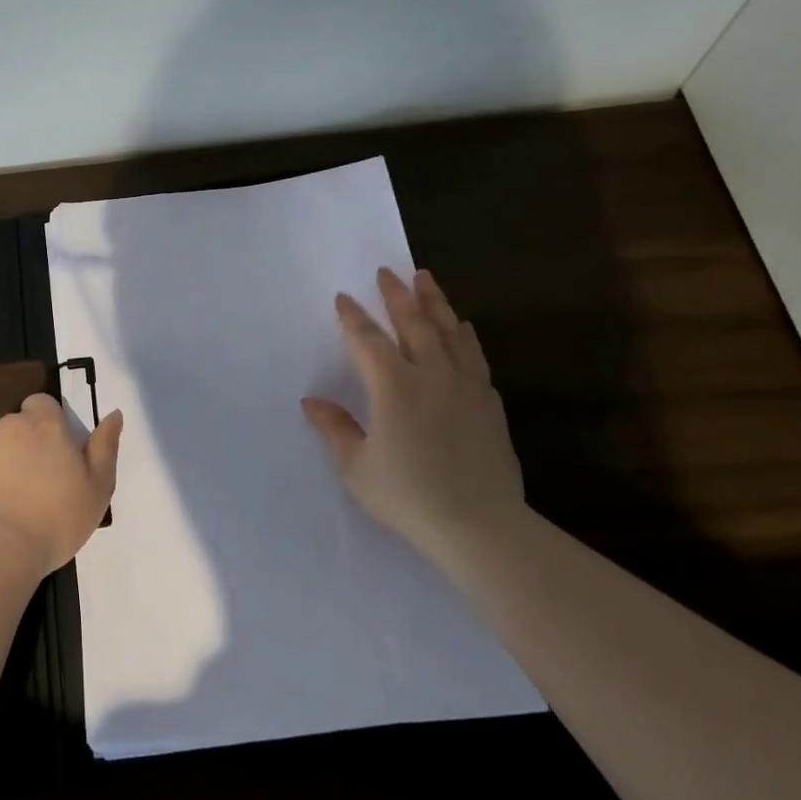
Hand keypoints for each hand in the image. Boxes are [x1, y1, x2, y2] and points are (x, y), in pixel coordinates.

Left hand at [0, 394, 121, 579]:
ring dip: (8, 465)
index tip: (60, 451)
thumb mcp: (97, 487)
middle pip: (20, 425)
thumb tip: (114, 415)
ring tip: (19, 505)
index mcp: (44, 425)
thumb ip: (105, 447)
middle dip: (30, 444)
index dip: (52, 421)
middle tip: (44, 483)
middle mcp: (8, 427)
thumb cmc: (55, 518)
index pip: (44, 403)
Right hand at [301, 268, 524, 570]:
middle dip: (398, 295)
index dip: (353, 317)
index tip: (343, 297)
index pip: (368, 340)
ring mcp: (465, 387)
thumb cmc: (409, 497)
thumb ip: (335, 428)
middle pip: (414, 323)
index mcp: (393, 387)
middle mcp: (431, 376)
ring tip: (426, 280)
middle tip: (388, 272)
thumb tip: (311, 401)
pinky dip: (466, 337)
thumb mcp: (357, 467)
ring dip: (435, 303)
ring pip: (450, 332)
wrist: (482, 527)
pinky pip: (475, 357)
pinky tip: (464, 329)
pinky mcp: (489, 404)